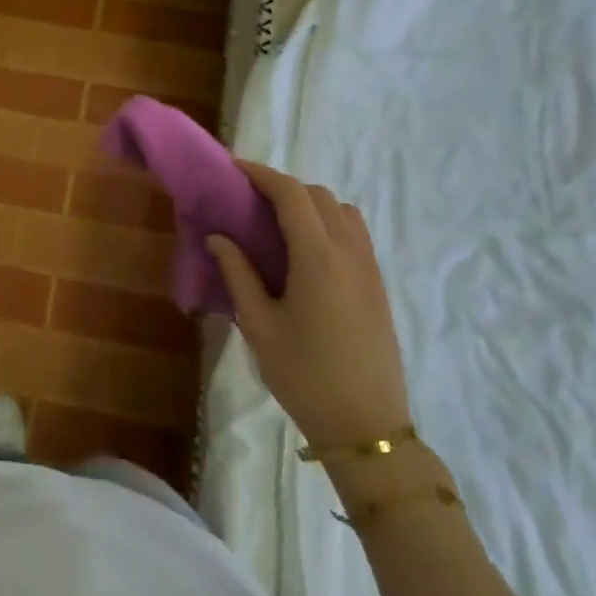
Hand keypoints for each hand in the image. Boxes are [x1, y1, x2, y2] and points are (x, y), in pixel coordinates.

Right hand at [206, 161, 411, 452]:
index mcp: (318, 258)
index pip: (291, 195)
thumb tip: (218, 237)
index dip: (261, 175)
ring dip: (310, 205)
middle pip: (319, 196)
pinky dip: (328, 224)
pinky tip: (304, 253)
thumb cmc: (303, 375)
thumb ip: (237, 274)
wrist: (365, 425)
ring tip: (277, 226)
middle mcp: (350, 253)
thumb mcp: (258, 325)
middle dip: (283, 188)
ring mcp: (370, 269)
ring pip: (343, 212)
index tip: (233, 170)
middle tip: (248, 202)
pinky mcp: (378, 287)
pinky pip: (355, 235)